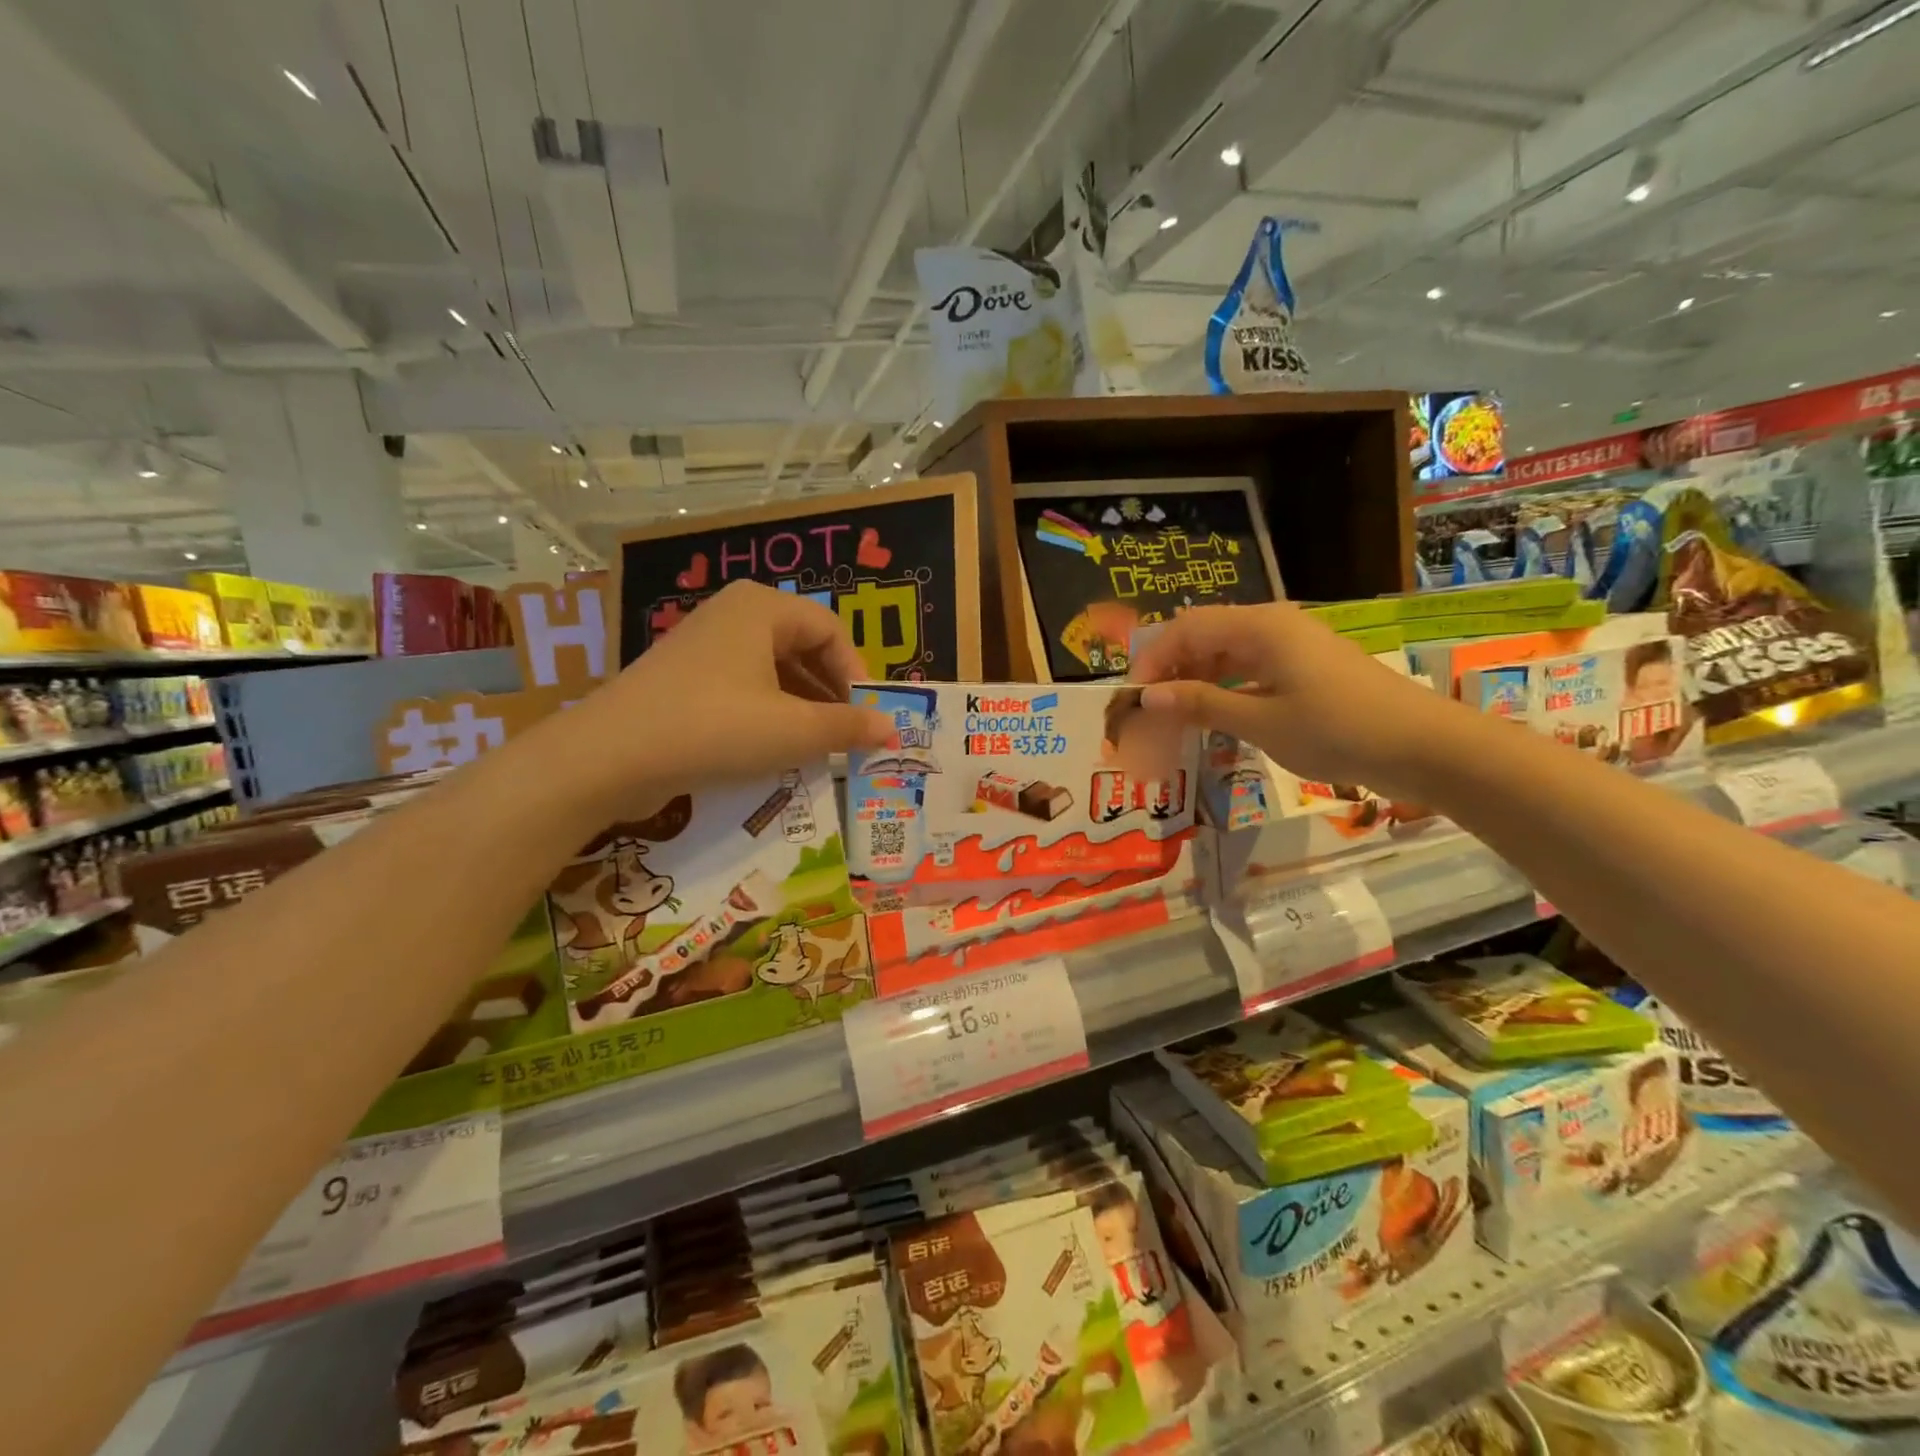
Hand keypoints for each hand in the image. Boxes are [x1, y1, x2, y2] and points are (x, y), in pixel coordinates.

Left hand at [551, 581, 891, 816]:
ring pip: (773, 671)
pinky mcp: (684, 679)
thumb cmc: (715, 727)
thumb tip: (891, 729)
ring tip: (817, 748)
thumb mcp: (793, 730)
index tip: (868, 717)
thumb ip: (848, 727)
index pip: (831, 630)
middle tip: (847, 734)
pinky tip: (774, 750)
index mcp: (762, 608)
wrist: (610, 757)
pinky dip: (768, 714)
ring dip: (802, 708)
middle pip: (802, 648)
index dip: (857, 674)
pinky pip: (743, 687)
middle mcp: (733, 615)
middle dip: (831, 693)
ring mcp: (704, 645)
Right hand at [1127, 602, 1459, 799]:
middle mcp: (1272, 625)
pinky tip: (1213, 716)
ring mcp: (1291, 646)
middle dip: (1170, 670)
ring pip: (1225, 653)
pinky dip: (1224, 689)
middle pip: (1203, 636)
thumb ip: (1202, 704)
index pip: (1185, 629)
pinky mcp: (1304, 668)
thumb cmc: (1338, 730)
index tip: (1133, 700)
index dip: (1152, 660)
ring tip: (1174, 718)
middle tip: (1149, 712)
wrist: (1423, 747)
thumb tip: (1149, 696)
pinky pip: (1249, 669)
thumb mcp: (1262, 721)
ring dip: (1195, 681)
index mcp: (1260, 626)